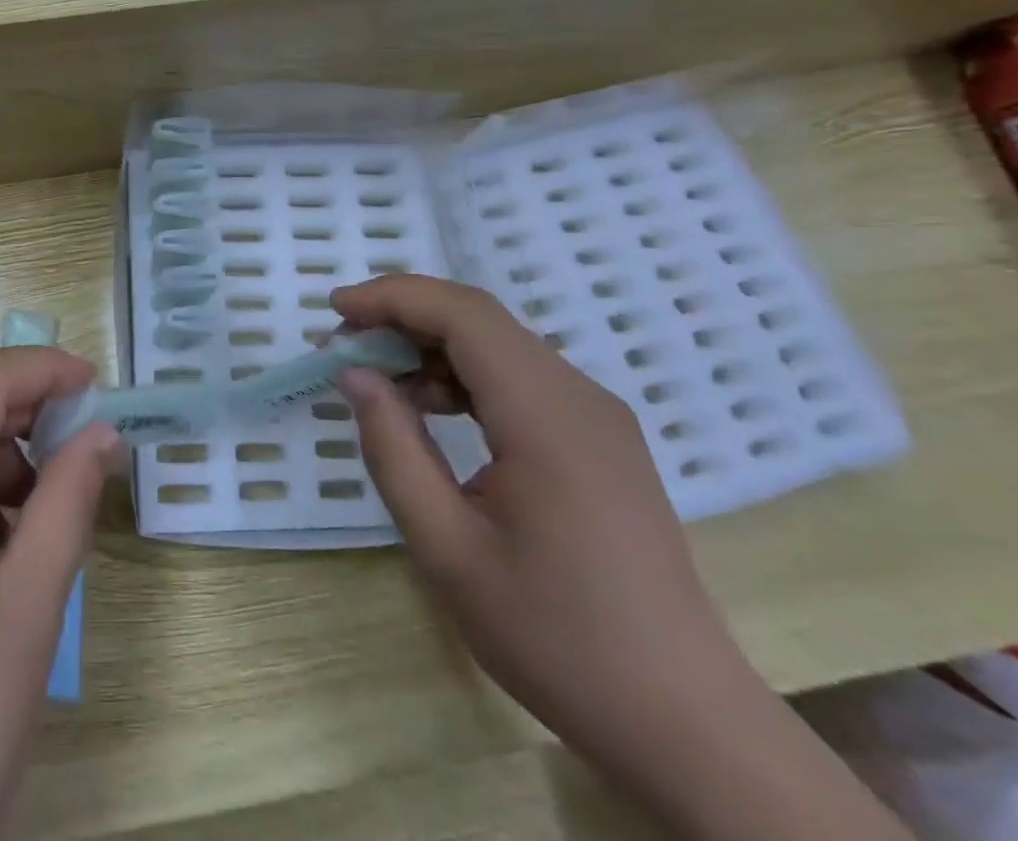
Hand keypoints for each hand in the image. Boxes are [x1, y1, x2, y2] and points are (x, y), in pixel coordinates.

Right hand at [332, 275, 909, 840]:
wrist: (683, 719)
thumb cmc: (556, 637)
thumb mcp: (447, 550)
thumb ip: (393, 450)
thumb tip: (355, 374)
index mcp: (547, 416)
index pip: (462, 314)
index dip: (393, 297)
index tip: (334, 311)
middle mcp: (579, 396)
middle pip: (480, 319)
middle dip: (404, 317)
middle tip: (344, 346)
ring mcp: (596, 415)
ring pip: (499, 344)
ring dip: (431, 346)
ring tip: (378, 380)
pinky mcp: (598, 438)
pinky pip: (520, 377)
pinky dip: (464, 375)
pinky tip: (432, 410)